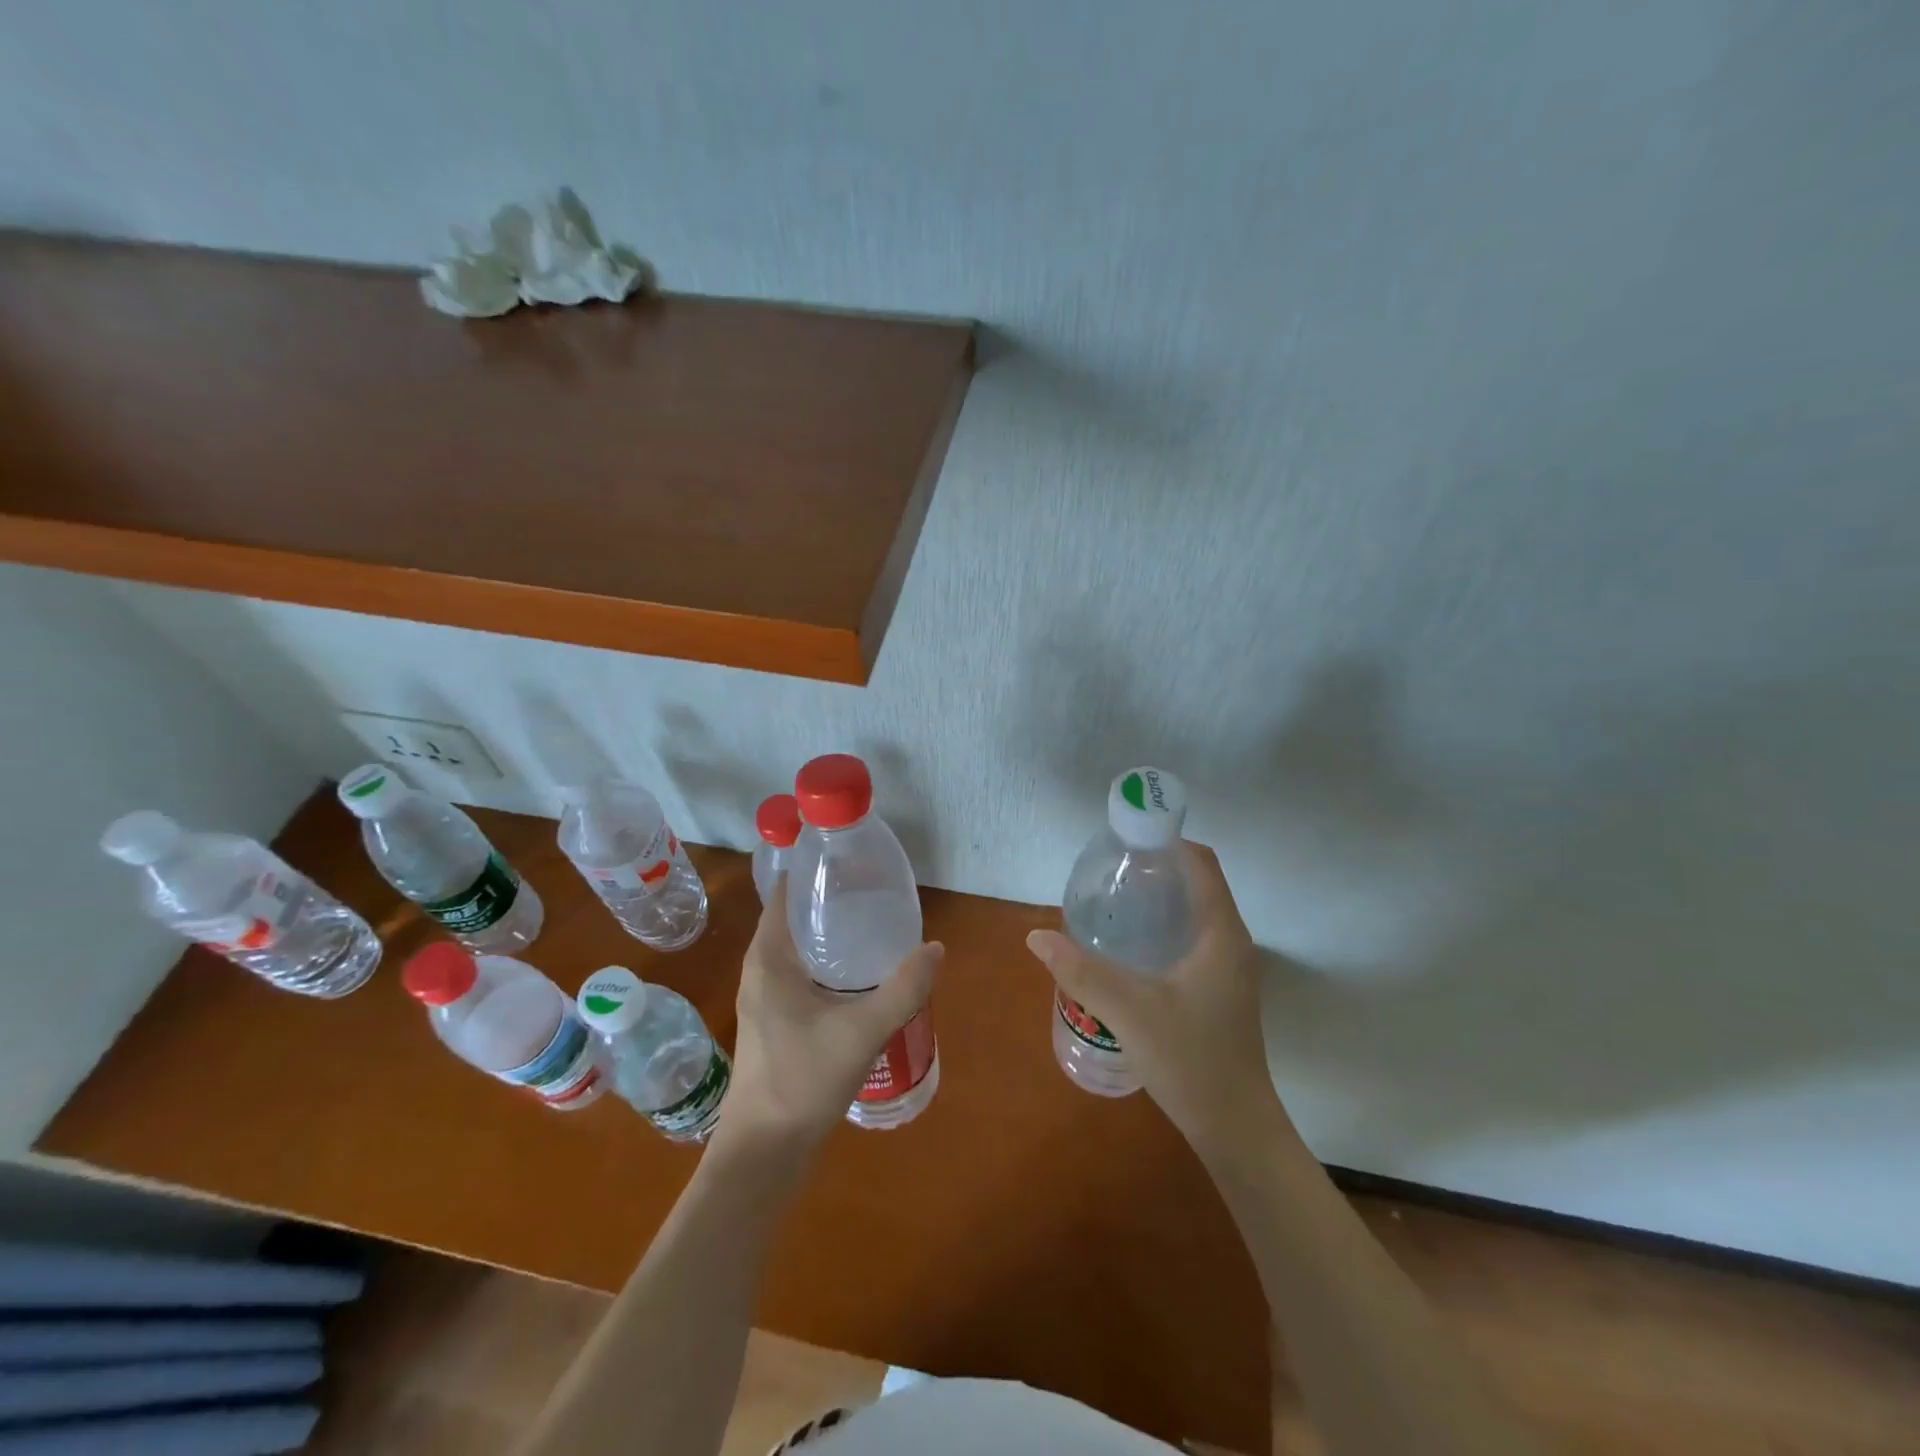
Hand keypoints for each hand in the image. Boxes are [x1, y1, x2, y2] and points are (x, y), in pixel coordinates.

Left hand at [717, 875, 942, 1157]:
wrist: (764, 1152)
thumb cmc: (802, 1081)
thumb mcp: (861, 1031)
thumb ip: (902, 988)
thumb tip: (936, 948)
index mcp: (769, 958)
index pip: (785, 893)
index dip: (814, 871)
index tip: (852, 859)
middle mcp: (761, 970)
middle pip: (795, 917)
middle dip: (832, 899)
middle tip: (877, 888)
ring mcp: (765, 997)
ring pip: (799, 949)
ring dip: (831, 933)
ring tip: (875, 923)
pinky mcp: (775, 1021)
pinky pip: (802, 974)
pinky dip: (828, 962)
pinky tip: (861, 974)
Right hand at [1025, 842, 1286, 1156]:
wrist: (1235, 1127)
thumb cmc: (1191, 1061)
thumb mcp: (1129, 1011)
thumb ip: (1081, 971)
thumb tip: (1036, 936)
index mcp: (1221, 933)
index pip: (1201, 863)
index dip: (1167, 841)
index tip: (1124, 841)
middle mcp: (1230, 941)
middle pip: (1196, 883)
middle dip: (1154, 869)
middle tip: (1107, 871)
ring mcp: (1228, 967)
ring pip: (1193, 913)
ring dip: (1158, 899)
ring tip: (1111, 902)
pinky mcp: (1219, 989)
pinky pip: (1191, 939)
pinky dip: (1162, 927)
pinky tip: (1127, 948)